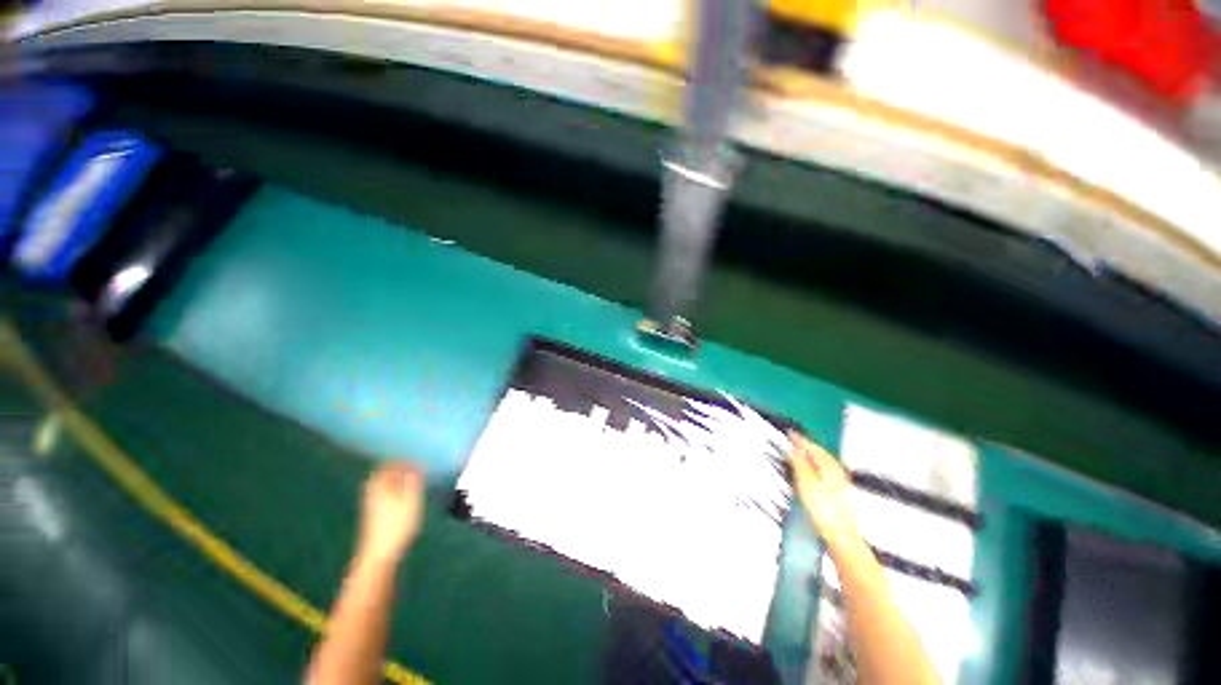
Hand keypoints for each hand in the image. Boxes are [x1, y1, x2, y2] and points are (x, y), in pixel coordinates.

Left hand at [355, 462, 425, 566]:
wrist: (378, 556)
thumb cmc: (396, 526)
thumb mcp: (410, 500)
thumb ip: (413, 479)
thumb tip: (416, 461)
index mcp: (380, 482)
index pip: (390, 460)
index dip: (403, 454)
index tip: (418, 447)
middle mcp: (374, 488)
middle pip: (387, 469)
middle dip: (402, 462)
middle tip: (420, 456)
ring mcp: (373, 500)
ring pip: (388, 479)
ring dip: (401, 473)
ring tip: (418, 469)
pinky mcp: (376, 510)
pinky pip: (389, 488)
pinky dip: (399, 483)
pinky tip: (410, 488)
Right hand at [788, 431, 859, 551]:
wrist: (841, 537)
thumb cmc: (824, 511)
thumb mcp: (807, 484)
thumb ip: (799, 465)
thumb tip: (793, 451)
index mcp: (830, 468)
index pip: (813, 448)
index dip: (800, 440)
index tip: (790, 433)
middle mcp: (838, 473)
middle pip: (822, 454)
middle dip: (808, 446)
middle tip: (795, 440)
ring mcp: (841, 485)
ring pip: (826, 464)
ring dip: (813, 456)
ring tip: (803, 453)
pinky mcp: (841, 495)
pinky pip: (828, 472)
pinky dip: (818, 467)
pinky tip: (814, 472)